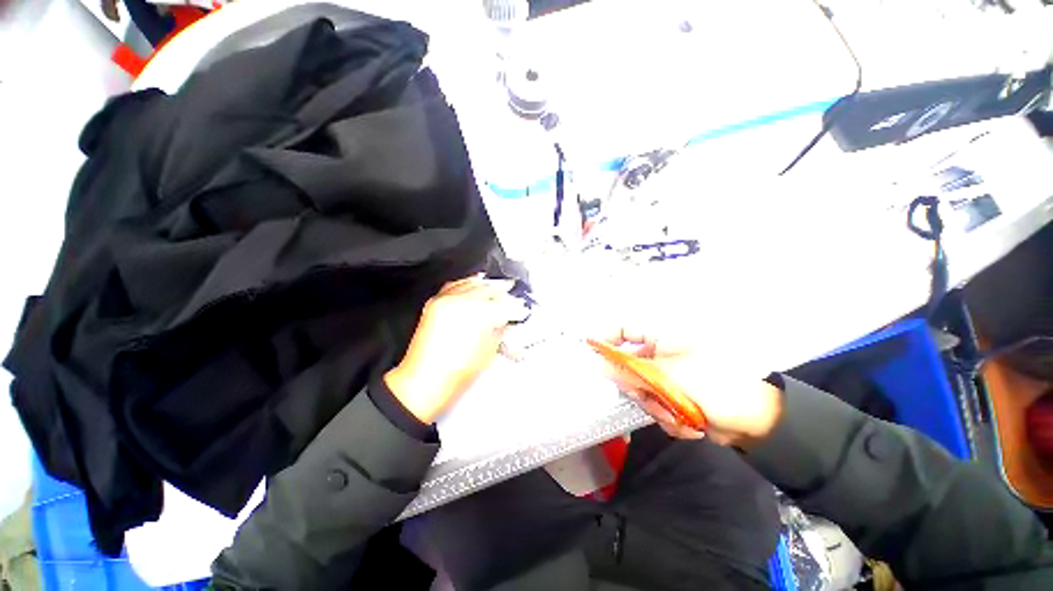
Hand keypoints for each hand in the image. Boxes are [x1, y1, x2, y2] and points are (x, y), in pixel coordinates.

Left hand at [385, 276, 526, 423]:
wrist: (423, 381)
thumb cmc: (454, 374)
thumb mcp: (488, 352)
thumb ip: (500, 330)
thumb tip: (505, 321)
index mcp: (479, 314)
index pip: (504, 305)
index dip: (516, 309)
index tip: (522, 310)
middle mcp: (462, 301)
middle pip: (491, 291)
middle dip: (505, 296)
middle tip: (513, 302)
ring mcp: (447, 300)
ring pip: (474, 284)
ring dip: (489, 287)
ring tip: (499, 288)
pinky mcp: (436, 302)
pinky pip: (455, 284)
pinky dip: (468, 283)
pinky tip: (475, 283)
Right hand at [596, 328, 783, 447]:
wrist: (755, 422)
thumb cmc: (713, 385)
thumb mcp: (668, 377)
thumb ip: (630, 372)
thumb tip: (597, 366)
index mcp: (662, 339)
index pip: (625, 329)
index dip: (606, 337)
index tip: (589, 351)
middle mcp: (660, 356)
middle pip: (628, 366)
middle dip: (638, 387)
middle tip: (649, 396)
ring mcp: (665, 377)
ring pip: (640, 390)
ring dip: (656, 406)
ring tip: (678, 414)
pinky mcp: (671, 398)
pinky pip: (653, 405)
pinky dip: (667, 417)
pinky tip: (689, 423)